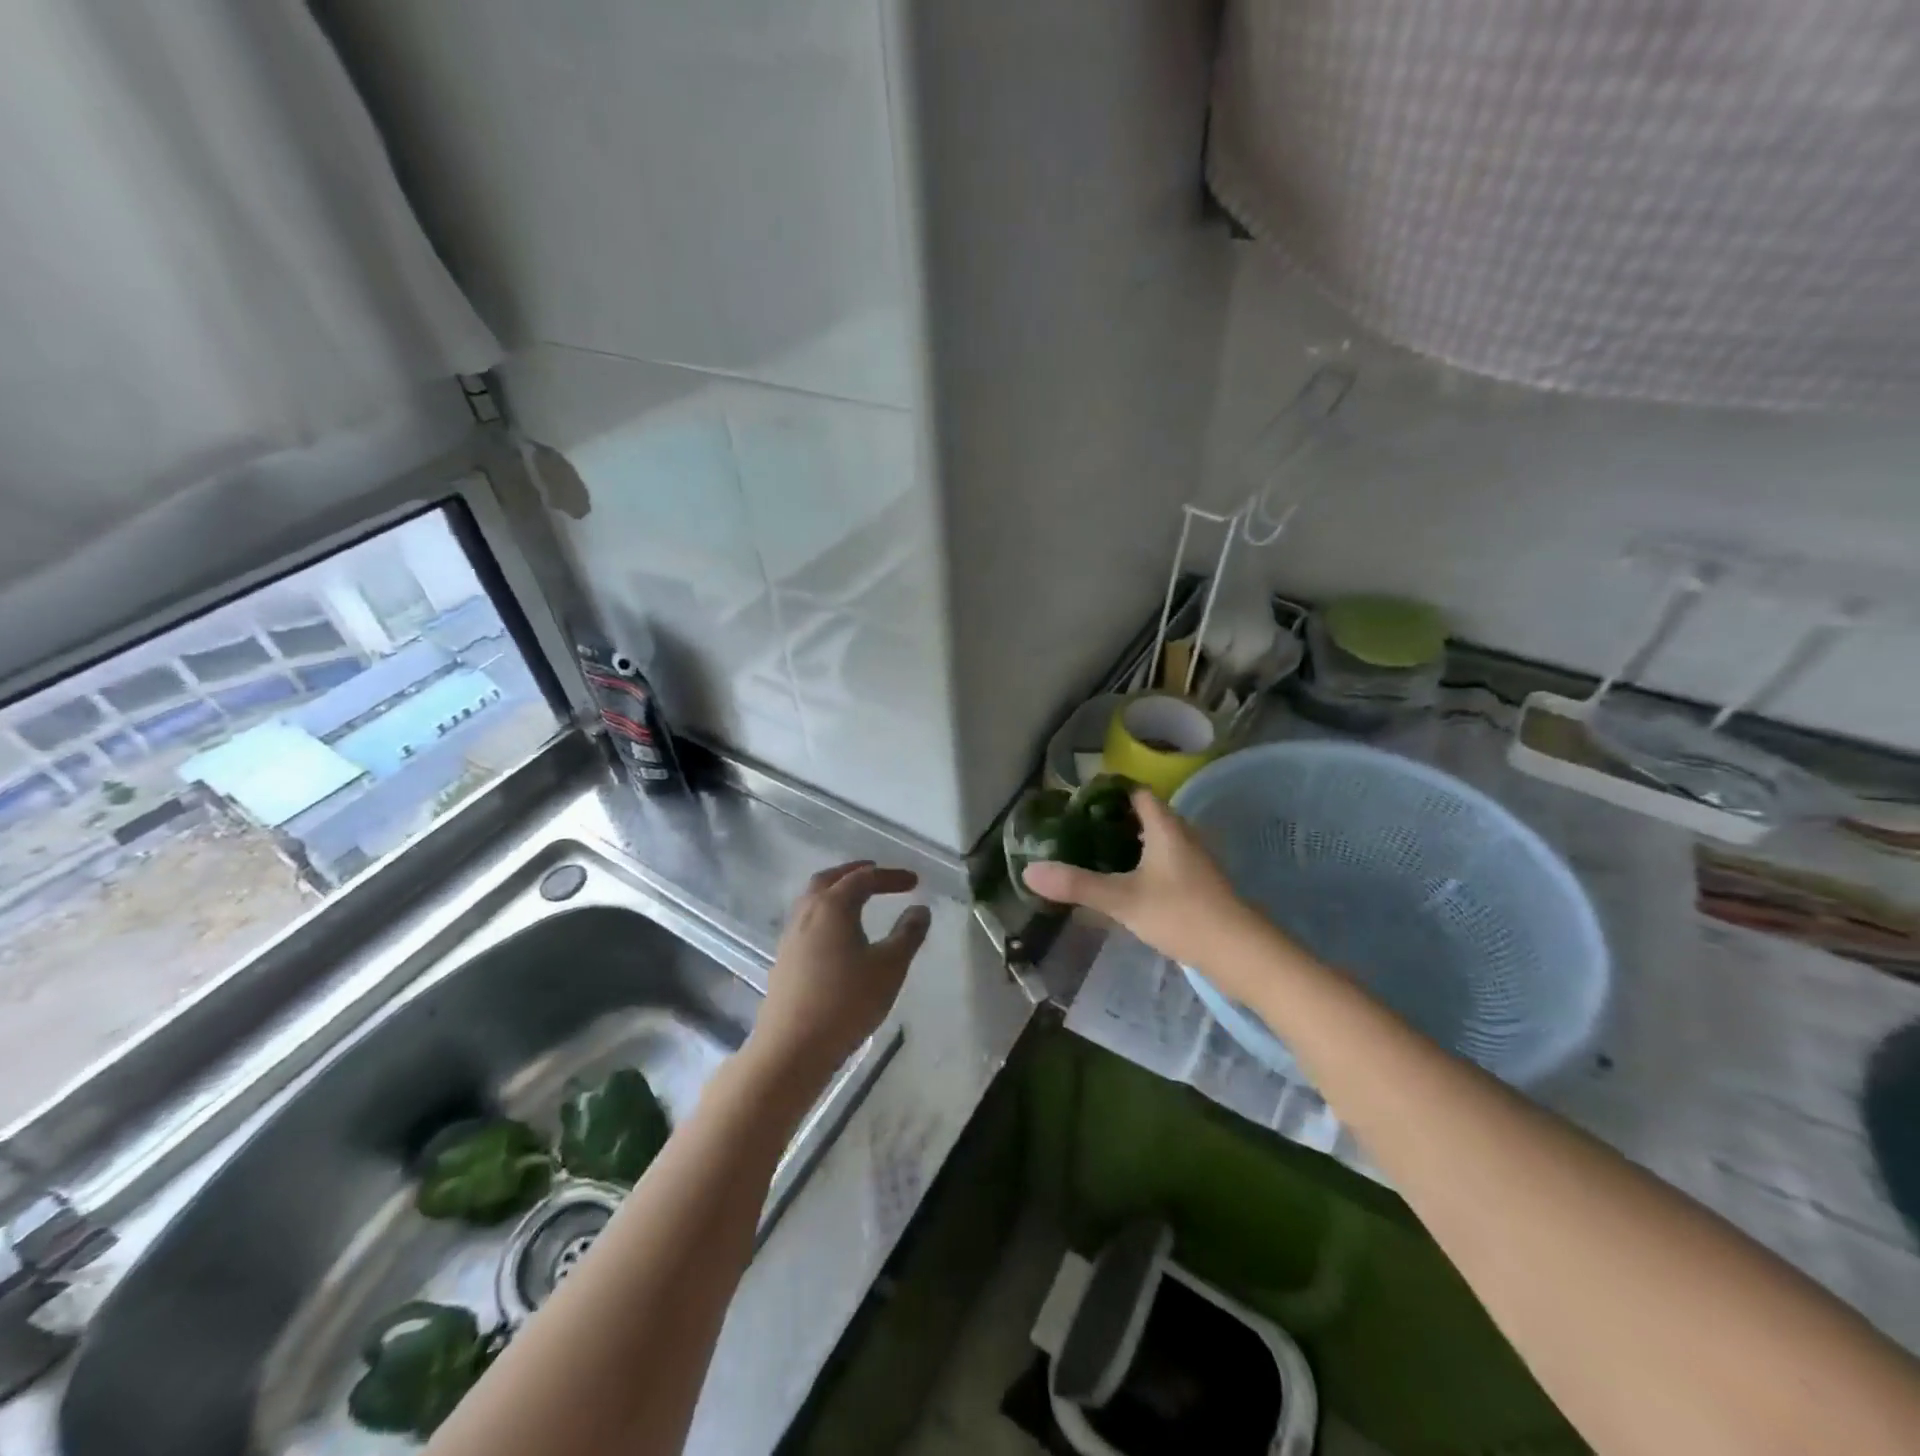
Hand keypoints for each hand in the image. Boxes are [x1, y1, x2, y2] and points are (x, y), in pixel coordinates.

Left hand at [751, 861, 929, 1083]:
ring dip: (837, 892)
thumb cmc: (846, 1002)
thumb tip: (920, 910)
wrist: (792, 1048)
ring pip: (813, 900)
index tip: (914, 882)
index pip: (864, 878)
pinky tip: (839, 935)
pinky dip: (826, 914)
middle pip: (830, 879)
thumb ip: (908, 934)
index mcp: (832, 906)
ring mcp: (790, 936)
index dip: (890, 877)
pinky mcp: (784, 960)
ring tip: (859, 901)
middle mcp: (807, 913)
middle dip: (855, 873)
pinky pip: (807, 921)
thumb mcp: (889, 967)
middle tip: (878, 875)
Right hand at [1023, 788, 1259, 972]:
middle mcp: (1183, 835)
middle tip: (1080, 829)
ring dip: (1130, 842)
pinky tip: (1127, 882)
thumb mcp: (1122, 899)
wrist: (1239, 952)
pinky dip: (1144, 862)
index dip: (1109, 792)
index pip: (1136, 792)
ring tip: (1096, 854)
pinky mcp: (1199, 883)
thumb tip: (1029, 872)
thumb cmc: (1180, 914)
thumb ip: (1077, 885)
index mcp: (1166, 827)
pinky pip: (1165, 860)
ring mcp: (1194, 860)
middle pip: (1147, 814)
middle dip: (1114, 818)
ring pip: (1157, 839)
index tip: (1079, 802)